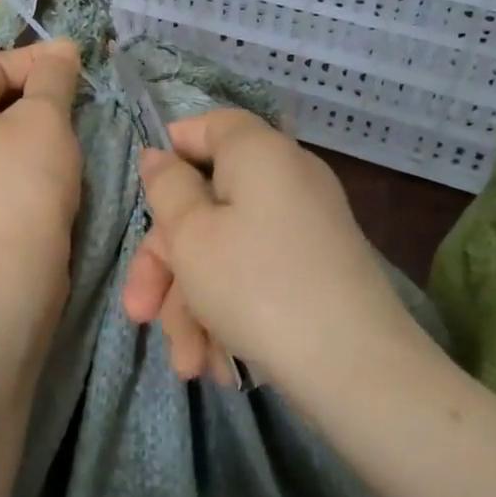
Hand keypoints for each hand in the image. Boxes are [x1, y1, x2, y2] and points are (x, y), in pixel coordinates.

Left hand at [0, 40, 83, 290]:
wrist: (9, 270)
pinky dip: (14, 151)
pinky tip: (42, 163)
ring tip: (62, 131)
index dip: (36, 61)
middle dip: (32, 92)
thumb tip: (62, 47)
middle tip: (72, 100)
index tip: (76, 67)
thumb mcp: (45, 118)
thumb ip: (53, 75)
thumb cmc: (25, 182)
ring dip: (27, 122)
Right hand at [122, 110, 431, 400]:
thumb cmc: (255, 285)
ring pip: (226, 252)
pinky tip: (219, 364)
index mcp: (259, 154)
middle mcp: (287, 181)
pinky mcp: (316, 273)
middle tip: (140, 314)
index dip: (171, 152)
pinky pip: (256, 278)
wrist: (355, 369)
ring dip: (193, 306)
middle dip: (167, 265)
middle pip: (207, 204)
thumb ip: (167, 188)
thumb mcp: (190, 234)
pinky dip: (230, 314)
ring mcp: (305, 230)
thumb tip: (159, 156)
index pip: (210, 126)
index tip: (145, 196)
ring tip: (188, 364)